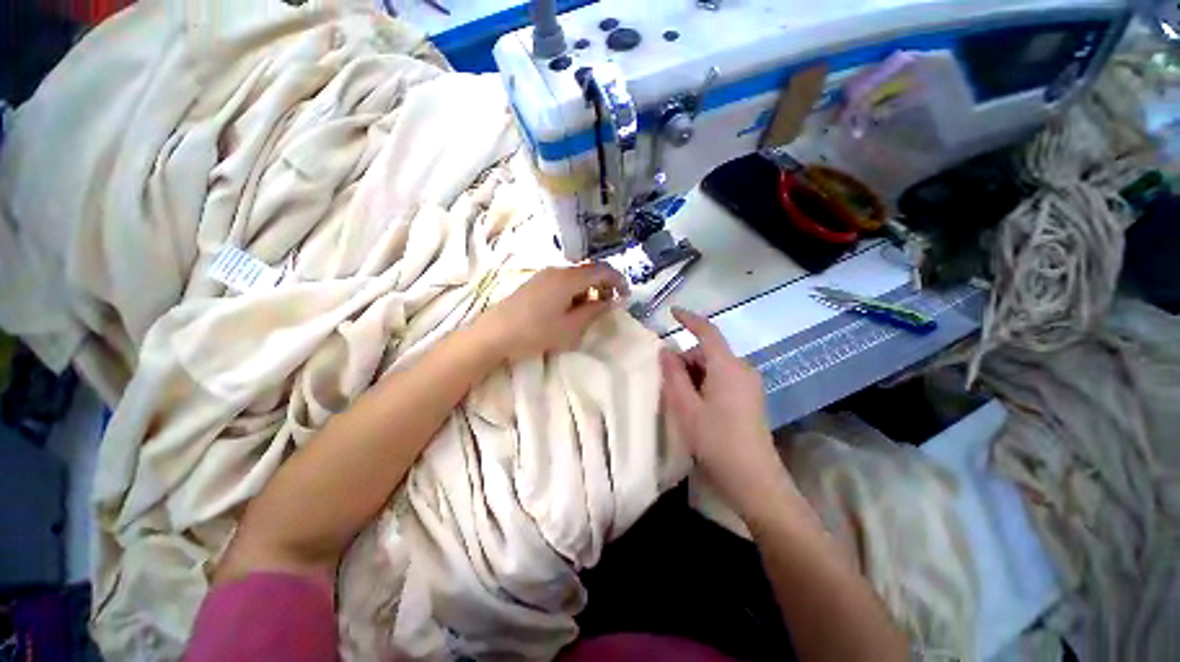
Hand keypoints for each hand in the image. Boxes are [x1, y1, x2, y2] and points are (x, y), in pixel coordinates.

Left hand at [478, 264, 625, 360]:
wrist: (493, 334)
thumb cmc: (535, 332)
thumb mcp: (570, 328)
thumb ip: (594, 311)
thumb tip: (611, 301)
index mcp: (569, 278)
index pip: (602, 270)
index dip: (618, 281)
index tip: (625, 297)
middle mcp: (558, 270)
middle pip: (589, 271)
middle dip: (603, 286)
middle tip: (607, 306)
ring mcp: (544, 275)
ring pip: (576, 277)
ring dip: (588, 290)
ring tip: (588, 311)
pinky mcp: (535, 283)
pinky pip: (563, 282)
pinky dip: (574, 292)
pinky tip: (569, 309)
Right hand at [659, 308, 795, 521]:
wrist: (755, 481)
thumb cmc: (716, 441)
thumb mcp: (686, 407)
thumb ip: (673, 375)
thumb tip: (665, 351)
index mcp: (728, 367)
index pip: (707, 332)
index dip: (689, 319)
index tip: (672, 311)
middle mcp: (742, 369)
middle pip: (708, 352)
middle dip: (685, 361)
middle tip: (668, 385)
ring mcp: (749, 384)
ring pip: (714, 366)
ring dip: (694, 375)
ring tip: (682, 401)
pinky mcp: (750, 397)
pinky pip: (722, 378)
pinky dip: (705, 383)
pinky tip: (697, 406)